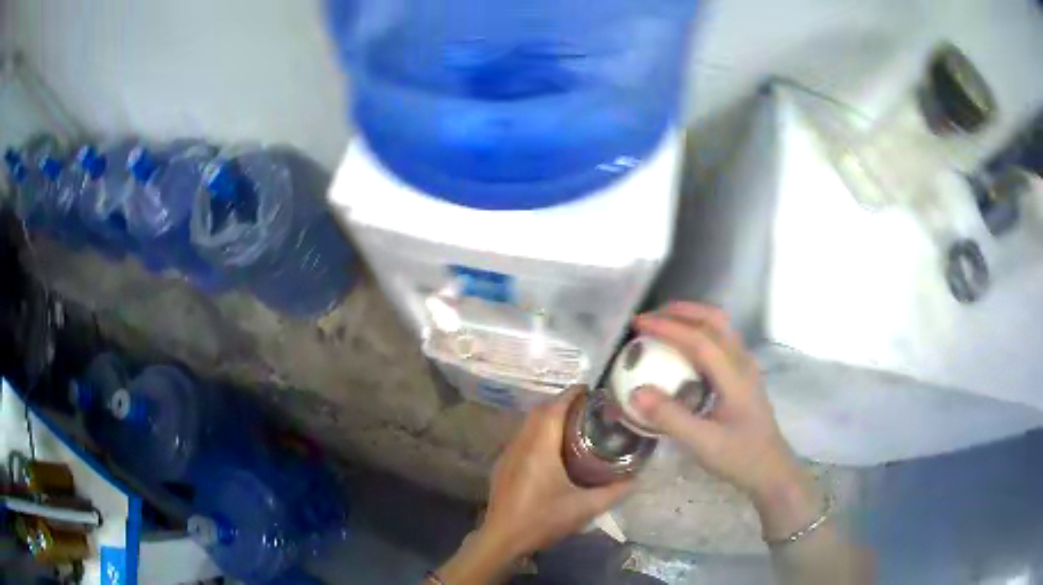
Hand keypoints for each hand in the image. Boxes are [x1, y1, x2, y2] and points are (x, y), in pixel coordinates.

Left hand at [482, 389, 631, 557]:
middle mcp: (521, 444)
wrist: (502, 539)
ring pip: (529, 423)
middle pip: (540, 410)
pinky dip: (540, 432)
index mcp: (539, 448)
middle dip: (563, 403)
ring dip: (550, 417)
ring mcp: (508, 454)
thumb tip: (637, 477)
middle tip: (590, 409)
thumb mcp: (584, 509)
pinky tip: (555, 450)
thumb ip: (614, 492)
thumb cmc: (542, 520)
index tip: (593, 390)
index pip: (554, 408)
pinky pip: (523, 437)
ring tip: (577, 425)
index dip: (573, 394)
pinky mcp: (503, 465)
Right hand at [630, 303, 819, 537]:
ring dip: (691, 317)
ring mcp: (746, 366)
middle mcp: (743, 363)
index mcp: (735, 376)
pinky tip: (683, 349)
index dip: (668, 327)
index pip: (700, 339)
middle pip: (715, 320)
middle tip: (649, 318)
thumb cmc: (740, 457)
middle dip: (681, 311)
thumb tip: (636, 392)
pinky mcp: (743, 375)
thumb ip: (670, 418)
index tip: (639, 324)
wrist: (771, 470)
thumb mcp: (703, 444)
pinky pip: (721, 340)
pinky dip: (699, 332)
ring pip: (720, 327)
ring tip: (662, 325)